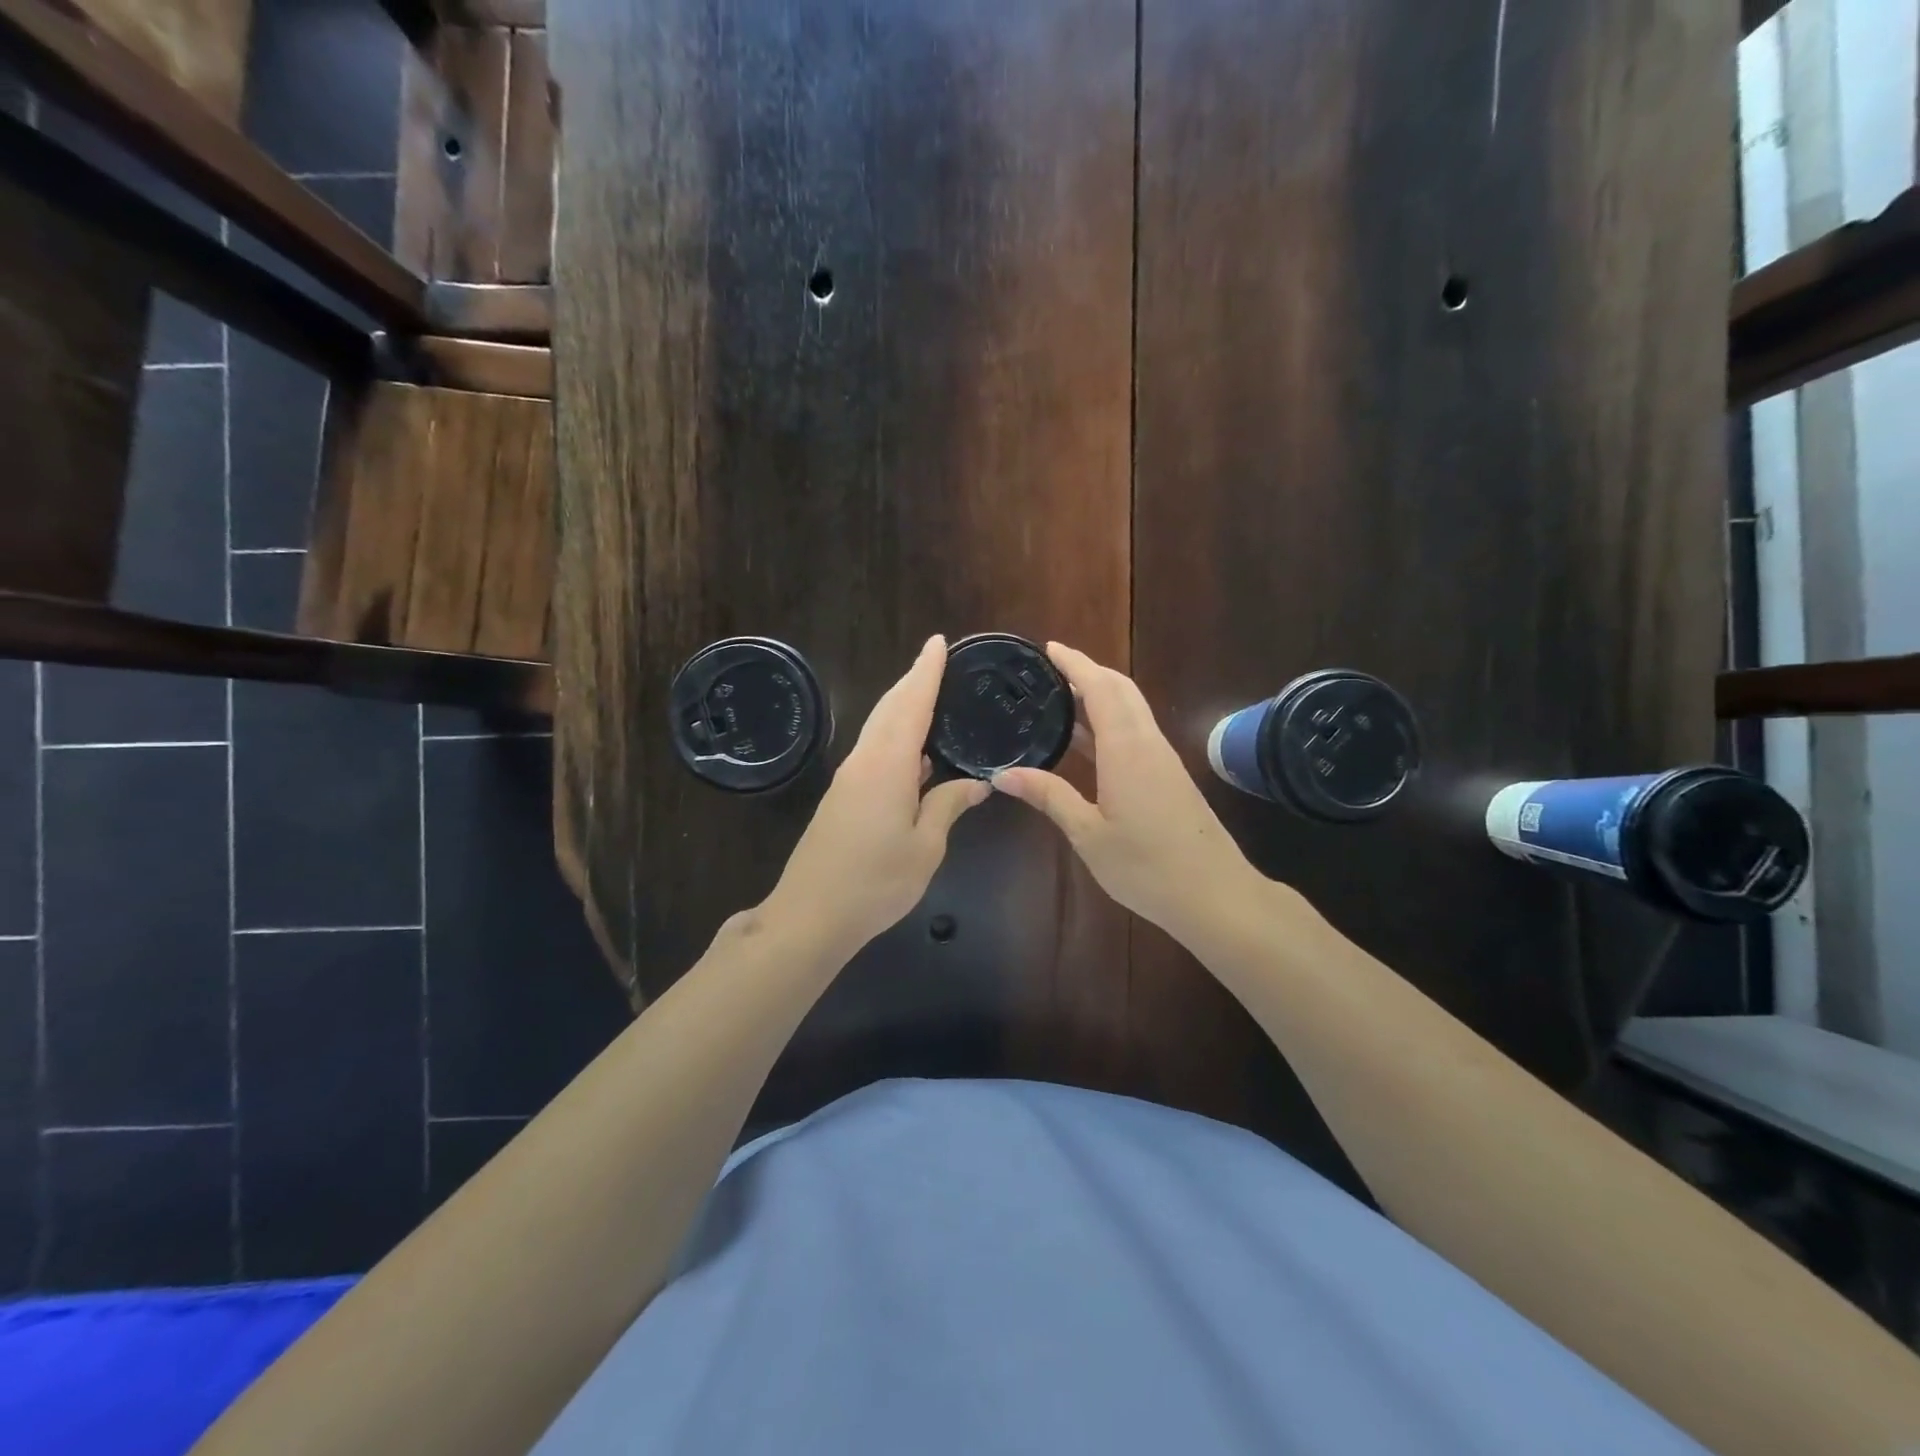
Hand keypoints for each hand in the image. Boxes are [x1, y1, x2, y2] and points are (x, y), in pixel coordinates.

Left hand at [761, 635, 989, 957]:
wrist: (810, 915)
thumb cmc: (875, 882)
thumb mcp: (925, 847)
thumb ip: (948, 806)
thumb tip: (976, 782)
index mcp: (888, 766)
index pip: (911, 705)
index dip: (926, 672)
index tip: (938, 643)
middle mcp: (864, 761)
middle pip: (889, 708)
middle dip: (913, 681)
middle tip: (938, 661)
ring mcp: (849, 778)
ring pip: (878, 728)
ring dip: (902, 705)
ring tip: (931, 695)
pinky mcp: (842, 796)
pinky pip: (873, 750)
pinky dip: (895, 735)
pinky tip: (916, 751)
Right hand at [991, 643, 1260, 940]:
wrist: (1215, 894)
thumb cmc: (1146, 866)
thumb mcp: (1088, 834)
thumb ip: (1049, 797)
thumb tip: (1003, 775)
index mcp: (1126, 749)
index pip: (1100, 688)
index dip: (1075, 663)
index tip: (1049, 648)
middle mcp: (1147, 743)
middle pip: (1121, 690)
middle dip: (1089, 671)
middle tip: (1051, 669)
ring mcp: (1162, 759)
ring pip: (1131, 710)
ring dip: (1100, 695)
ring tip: (1061, 697)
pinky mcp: (1169, 777)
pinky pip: (1136, 732)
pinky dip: (1110, 721)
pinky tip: (1086, 741)